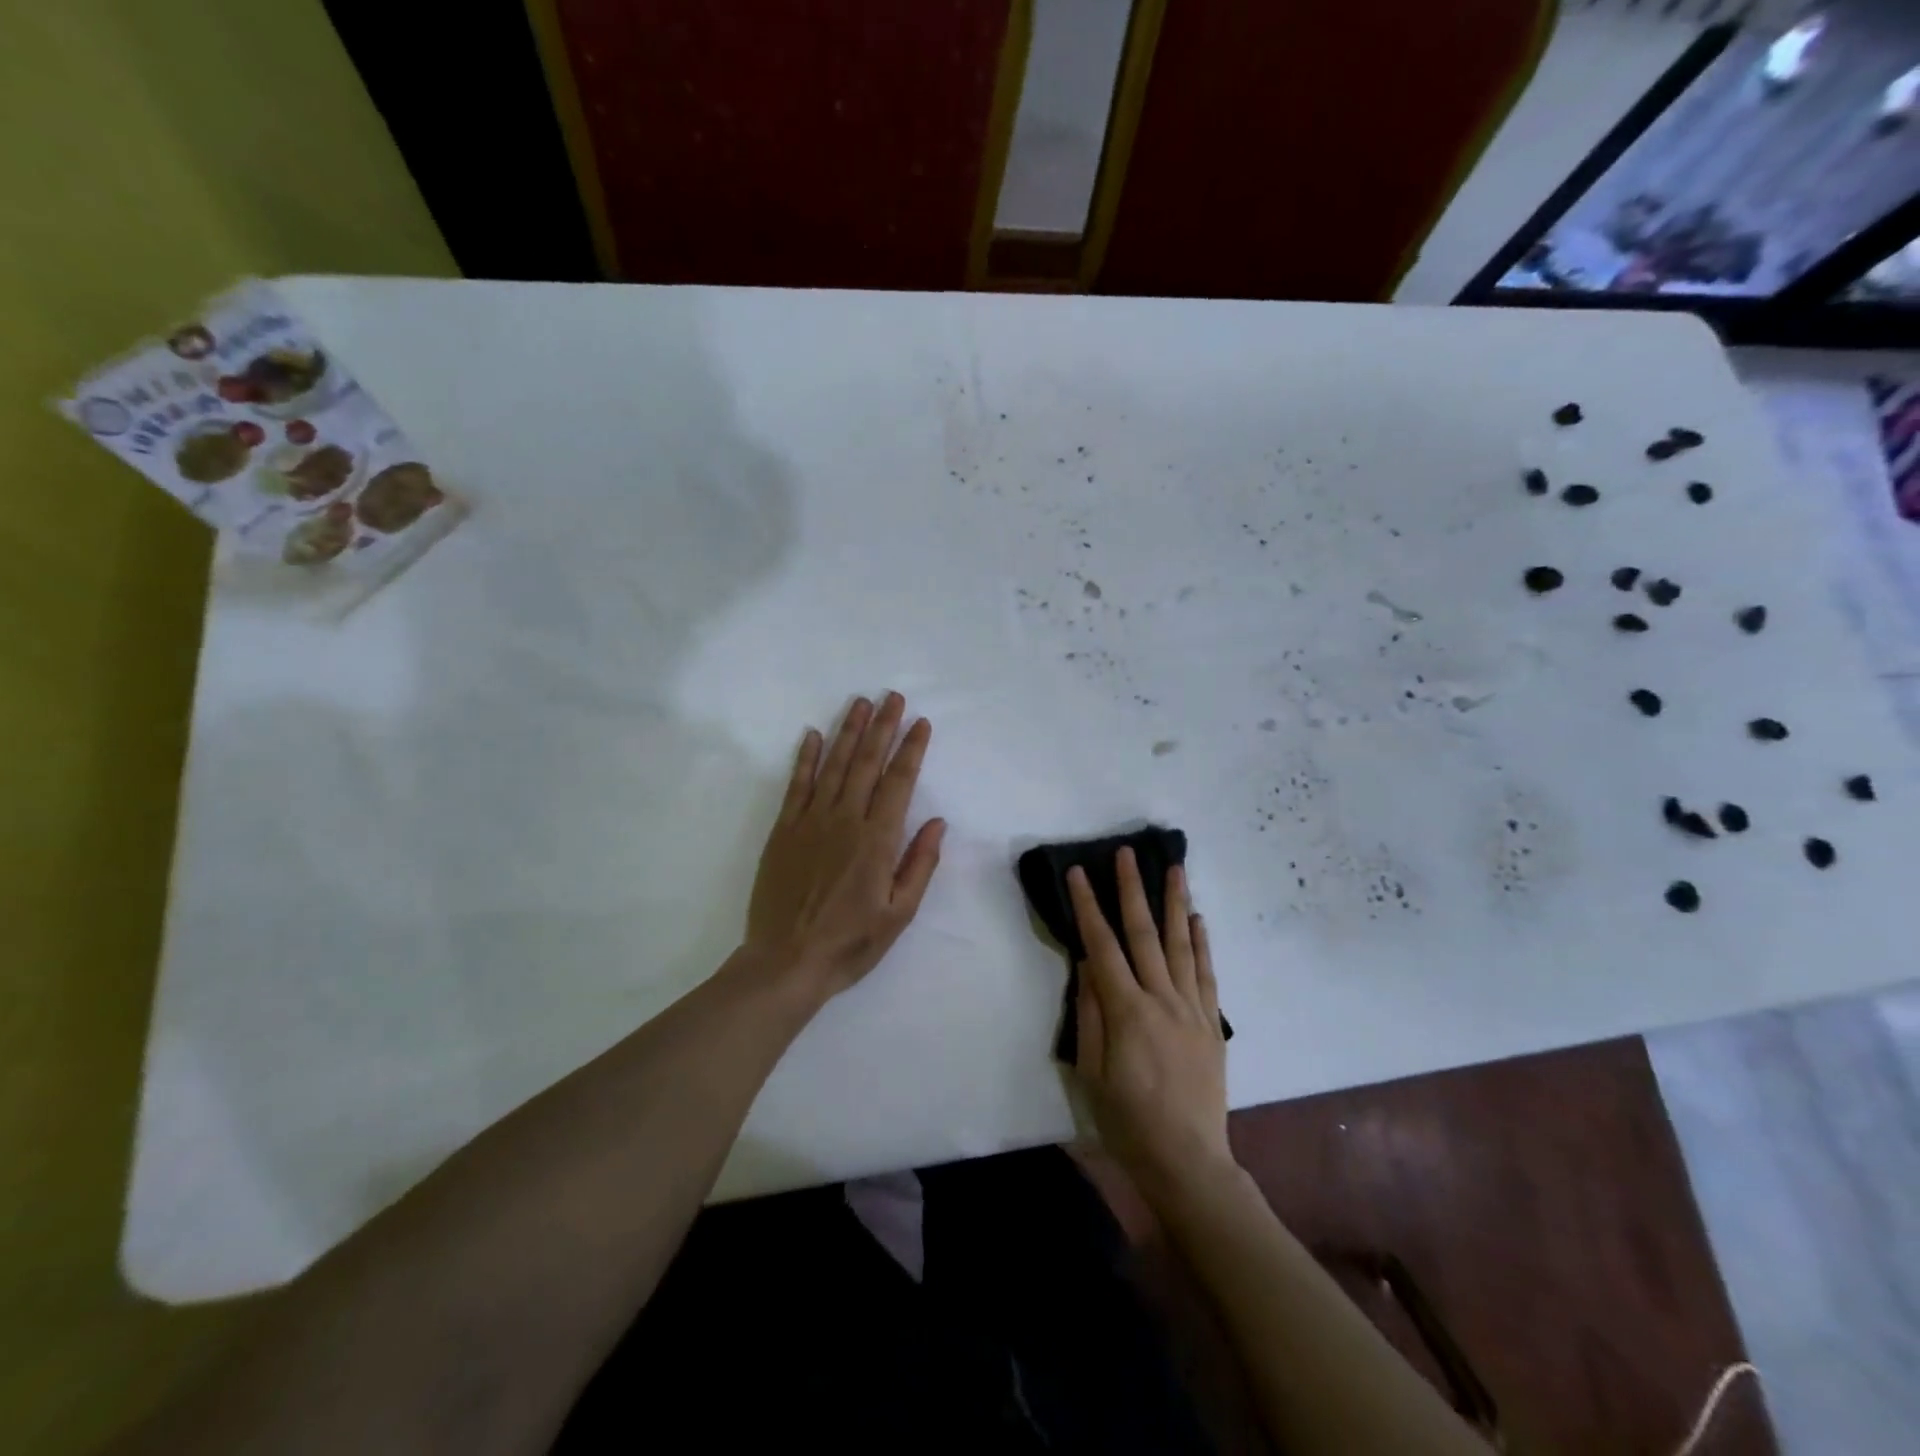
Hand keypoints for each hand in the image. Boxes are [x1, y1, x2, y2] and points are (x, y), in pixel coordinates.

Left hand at [744, 693, 944, 998]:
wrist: (786, 962)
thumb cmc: (850, 943)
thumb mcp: (899, 914)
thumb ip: (919, 864)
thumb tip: (937, 822)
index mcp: (878, 840)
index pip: (899, 782)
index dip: (911, 749)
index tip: (920, 723)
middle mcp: (846, 820)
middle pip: (868, 763)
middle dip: (882, 726)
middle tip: (891, 696)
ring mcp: (811, 821)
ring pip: (834, 765)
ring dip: (849, 731)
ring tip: (860, 702)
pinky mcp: (784, 830)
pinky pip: (797, 784)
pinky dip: (806, 758)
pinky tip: (814, 735)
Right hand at [1067, 848, 1232, 1201]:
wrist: (1188, 1161)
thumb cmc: (1128, 1122)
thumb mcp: (1092, 1072)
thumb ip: (1090, 1015)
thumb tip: (1087, 966)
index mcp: (1126, 1012)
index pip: (1102, 946)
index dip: (1087, 907)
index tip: (1078, 873)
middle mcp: (1162, 1000)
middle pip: (1144, 934)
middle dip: (1131, 890)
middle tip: (1126, 854)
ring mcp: (1192, 1010)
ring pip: (1182, 945)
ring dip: (1175, 903)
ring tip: (1173, 868)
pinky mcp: (1211, 1024)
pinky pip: (1206, 975)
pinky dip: (1202, 943)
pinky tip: (1198, 919)